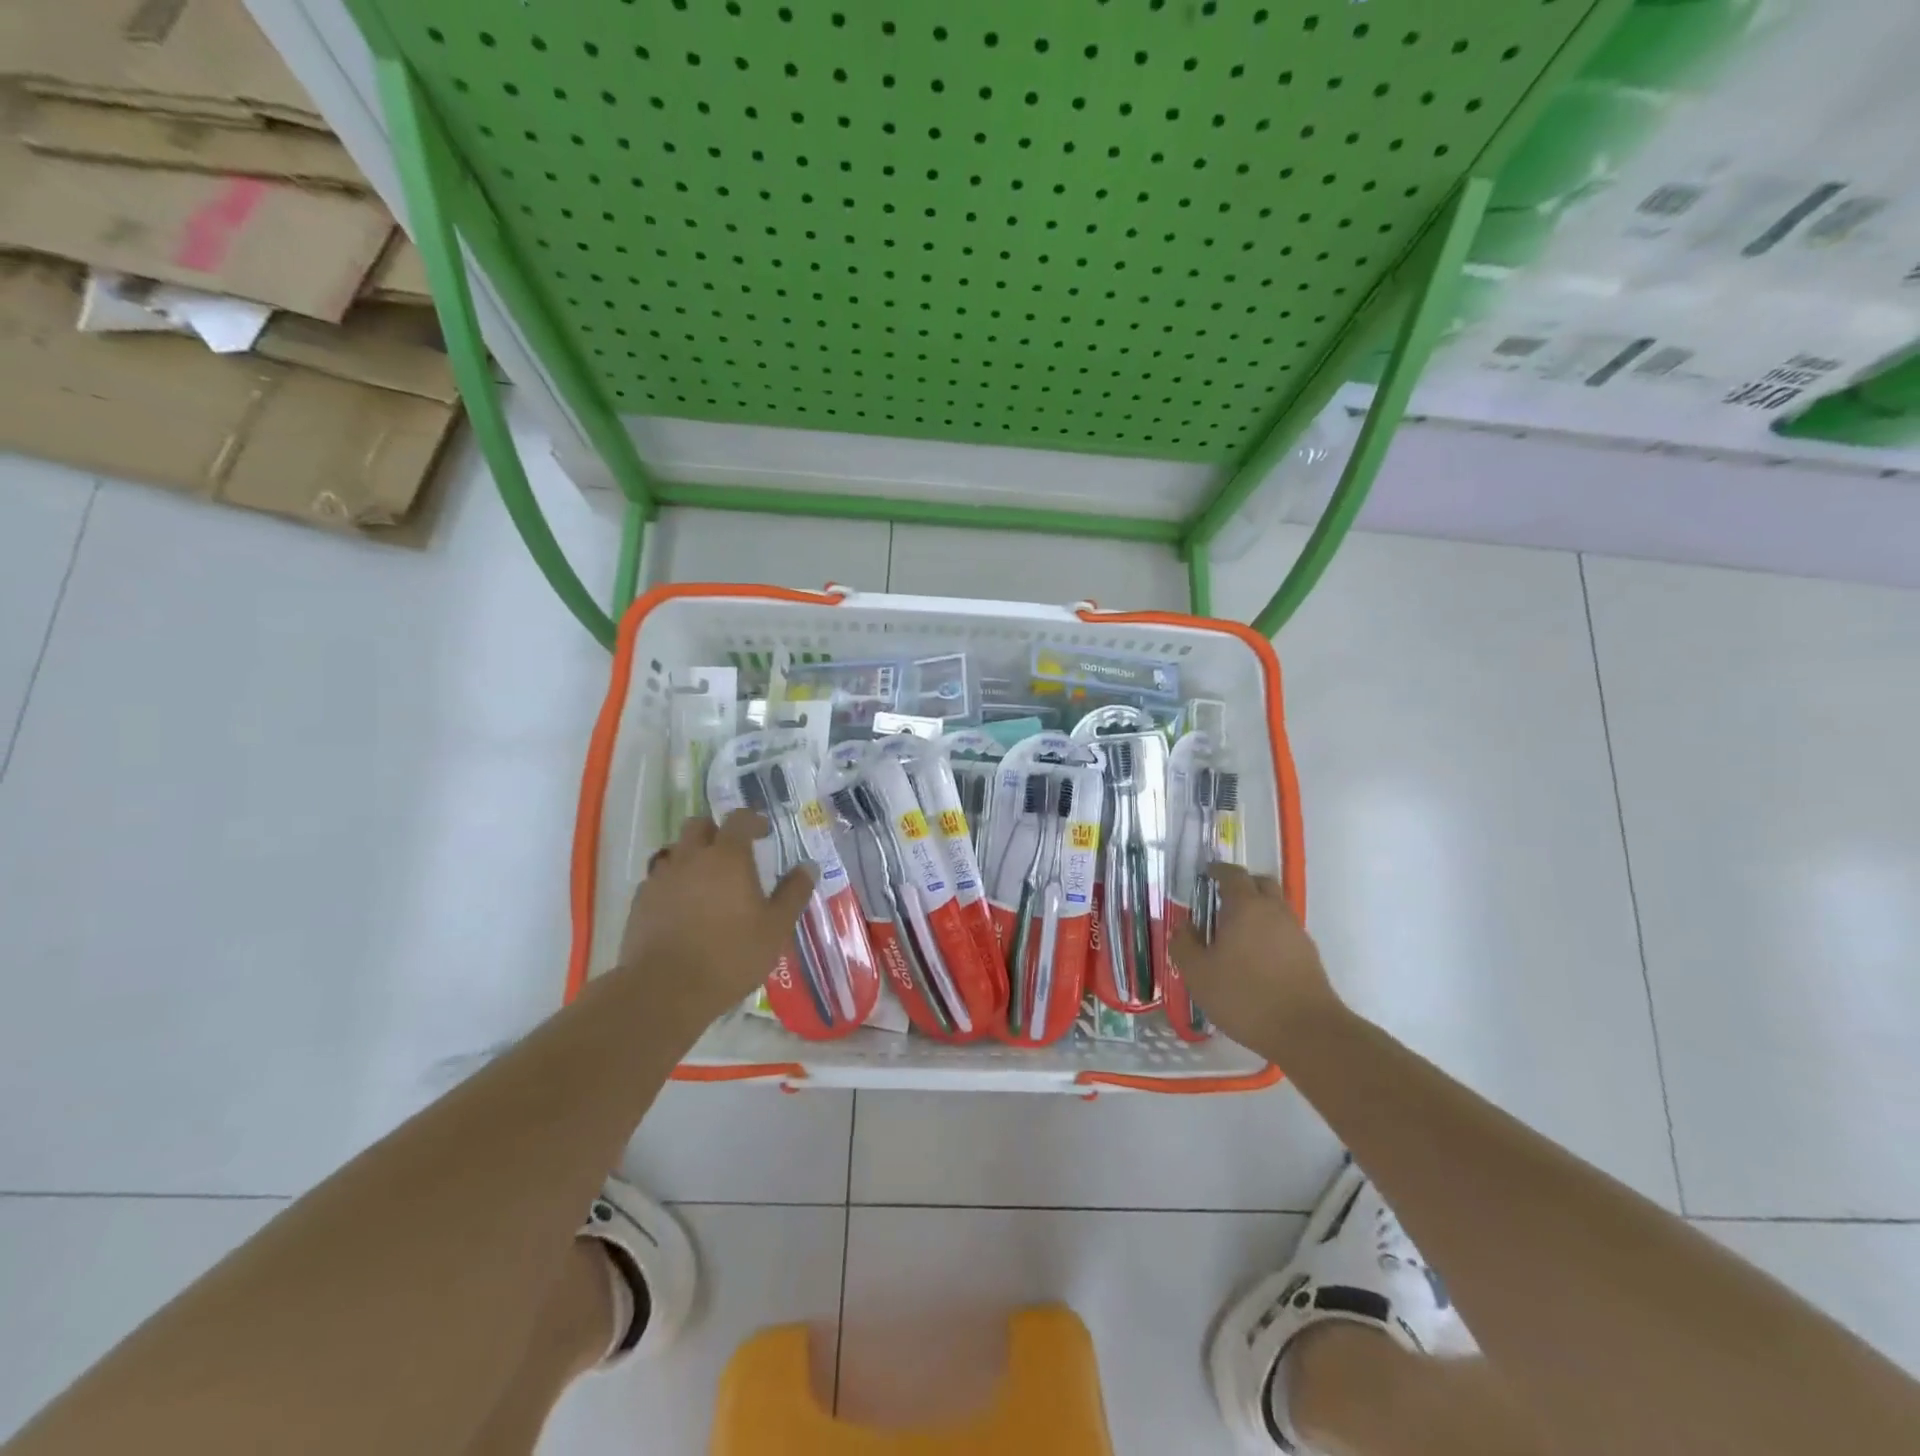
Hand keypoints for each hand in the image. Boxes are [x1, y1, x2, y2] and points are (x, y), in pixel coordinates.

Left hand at [614, 810, 815, 1034]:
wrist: (665, 991)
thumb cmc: (731, 955)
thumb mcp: (776, 928)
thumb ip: (794, 893)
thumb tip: (808, 867)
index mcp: (727, 857)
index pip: (739, 819)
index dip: (753, 821)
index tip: (764, 832)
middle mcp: (690, 857)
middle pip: (698, 825)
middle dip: (716, 831)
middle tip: (732, 852)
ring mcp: (661, 878)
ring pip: (675, 851)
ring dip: (691, 856)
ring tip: (706, 881)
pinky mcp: (640, 902)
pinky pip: (658, 879)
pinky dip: (672, 883)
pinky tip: (681, 907)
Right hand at [1170, 864, 1341, 1054]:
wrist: (1308, 1032)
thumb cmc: (1245, 997)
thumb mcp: (1198, 974)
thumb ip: (1184, 945)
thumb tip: (1183, 926)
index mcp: (1246, 907)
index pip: (1233, 874)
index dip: (1218, 871)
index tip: (1206, 875)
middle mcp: (1274, 911)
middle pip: (1261, 883)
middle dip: (1242, 885)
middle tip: (1222, 899)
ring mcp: (1296, 932)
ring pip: (1276, 907)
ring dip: (1257, 910)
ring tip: (1237, 933)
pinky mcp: (1309, 955)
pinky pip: (1285, 930)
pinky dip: (1270, 932)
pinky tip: (1256, 957)